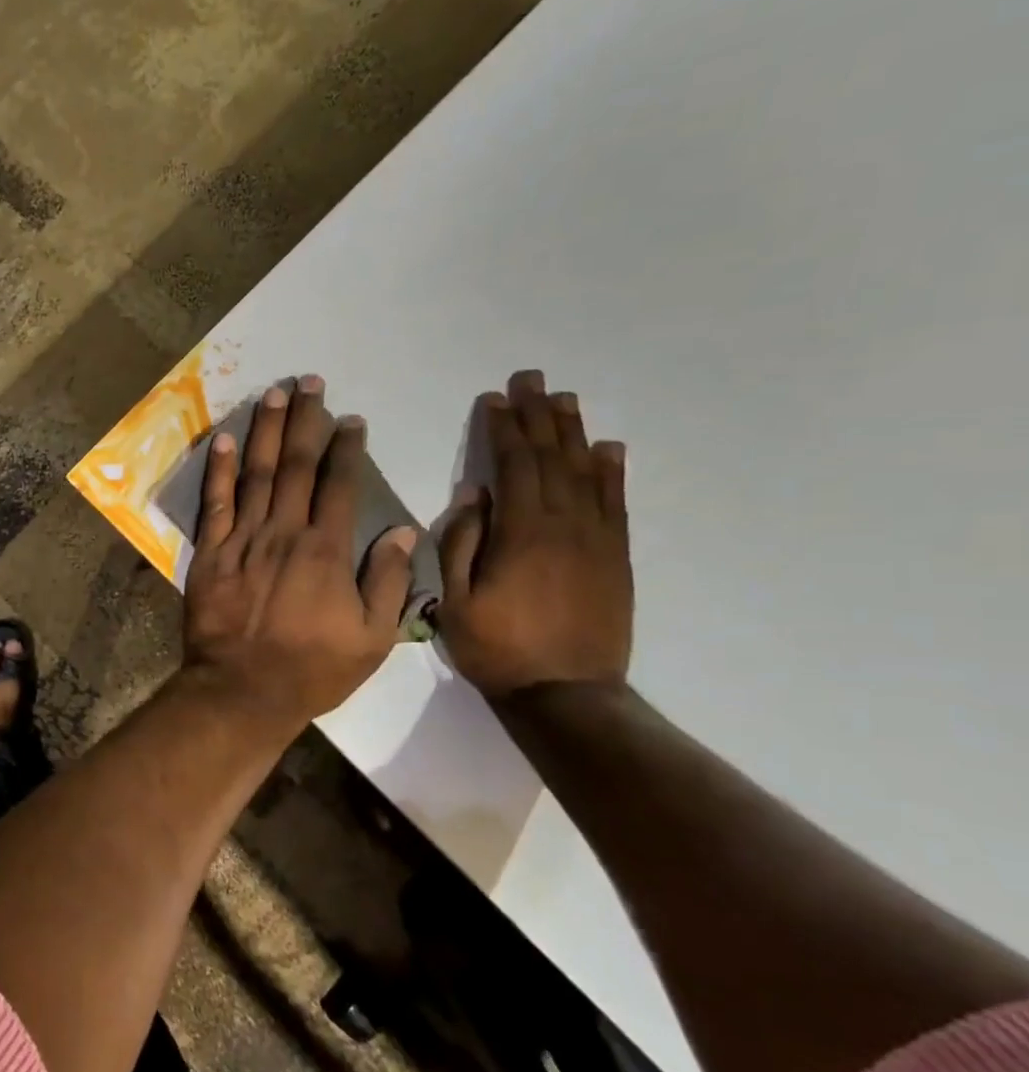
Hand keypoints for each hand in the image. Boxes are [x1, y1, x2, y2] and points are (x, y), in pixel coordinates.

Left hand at [183, 376, 417, 730]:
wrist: (242, 690)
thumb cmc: (311, 669)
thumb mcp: (371, 639)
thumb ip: (388, 582)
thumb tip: (402, 531)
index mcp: (327, 550)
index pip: (340, 485)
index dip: (346, 448)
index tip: (351, 420)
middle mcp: (284, 533)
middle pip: (296, 465)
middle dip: (305, 420)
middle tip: (310, 381)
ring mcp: (242, 539)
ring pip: (256, 474)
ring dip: (265, 431)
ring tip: (274, 394)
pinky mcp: (210, 553)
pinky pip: (215, 503)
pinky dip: (219, 470)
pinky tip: (225, 440)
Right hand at [437, 369, 631, 698]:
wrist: (567, 692)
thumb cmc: (498, 647)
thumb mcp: (455, 600)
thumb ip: (462, 544)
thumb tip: (475, 495)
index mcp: (522, 533)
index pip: (513, 466)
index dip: (503, 429)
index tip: (495, 398)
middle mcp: (565, 525)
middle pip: (552, 458)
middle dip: (539, 416)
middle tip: (532, 379)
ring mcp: (597, 539)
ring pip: (586, 473)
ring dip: (573, 433)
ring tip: (564, 400)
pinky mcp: (616, 556)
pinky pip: (616, 503)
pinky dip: (612, 472)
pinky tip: (608, 448)